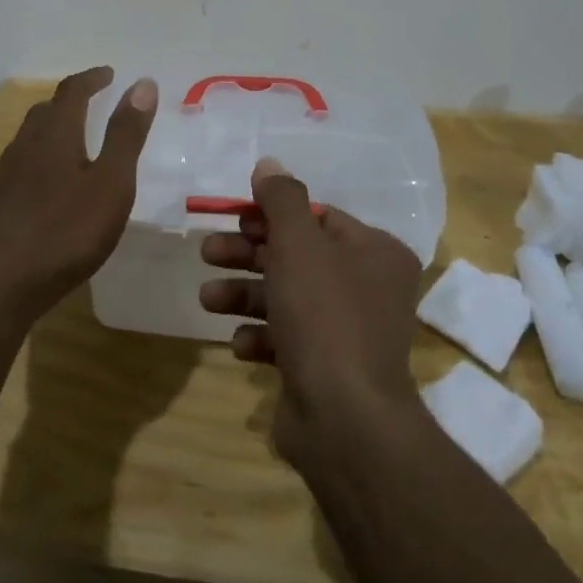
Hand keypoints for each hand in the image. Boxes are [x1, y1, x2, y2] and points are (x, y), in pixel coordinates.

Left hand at [0, 67, 156, 320]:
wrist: (1, 282)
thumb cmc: (66, 230)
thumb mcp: (111, 182)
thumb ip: (126, 134)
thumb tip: (142, 84)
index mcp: (55, 134)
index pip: (72, 91)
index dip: (92, 78)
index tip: (109, 73)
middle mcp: (26, 146)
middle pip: (46, 111)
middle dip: (70, 101)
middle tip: (92, 102)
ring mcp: (7, 175)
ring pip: (30, 138)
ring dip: (52, 128)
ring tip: (73, 139)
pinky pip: (23, 165)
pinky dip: (41, 158)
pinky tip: (49, 184)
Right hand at [199, 157, 424, 470]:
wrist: (344, 419)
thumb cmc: (324, 315)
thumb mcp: (298, 244)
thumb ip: (281, 199)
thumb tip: (269, 163)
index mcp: (375, 252)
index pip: (317, 218)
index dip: (271, 215)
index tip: (233, 217)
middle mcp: (368, 288)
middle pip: (296, 256)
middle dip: (247, 255)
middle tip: (207, 252)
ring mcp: (348, 331)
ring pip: (285, 297)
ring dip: (243, 295)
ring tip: (207, 300)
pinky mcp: (326, 368)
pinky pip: (287, 339)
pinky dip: (260, 336)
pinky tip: (241, 344)